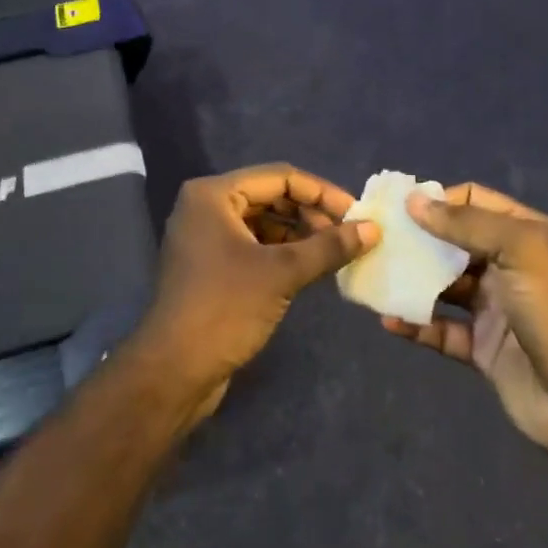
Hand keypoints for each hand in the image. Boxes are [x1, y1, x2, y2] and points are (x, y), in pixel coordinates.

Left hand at [135, 164, 376, 416]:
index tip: (357, 214)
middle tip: (348, 235)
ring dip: (299, 233)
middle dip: (311, 213)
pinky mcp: (210, 265)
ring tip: (335, 252)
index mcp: (213, 195)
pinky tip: (311, 267)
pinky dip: (282, 251)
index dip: (321, 193)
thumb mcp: (282, 273)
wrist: (174, 370)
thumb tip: (372, 229)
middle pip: (270, 197)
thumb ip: (328, 247)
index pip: (279, 178)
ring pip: (263, 222)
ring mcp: (205, 237)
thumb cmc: (225, 309)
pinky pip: (253, 244)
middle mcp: (205, 207)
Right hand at [385, 183, 547, 475]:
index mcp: (524, 235)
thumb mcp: (519, 250)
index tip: (396, 209)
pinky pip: (441, 330)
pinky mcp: (482, 348)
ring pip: (442, 287)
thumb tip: (415, 200)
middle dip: (415, 240)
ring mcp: (494, 309)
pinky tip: (389, 320)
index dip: (436, 201)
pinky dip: (416, 325)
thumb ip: (466, 224)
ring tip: (373, 278)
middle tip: (374, 242)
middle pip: (452, 243)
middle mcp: (507, 266)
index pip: (472, 202)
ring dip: (410, 282)